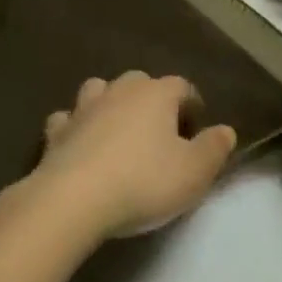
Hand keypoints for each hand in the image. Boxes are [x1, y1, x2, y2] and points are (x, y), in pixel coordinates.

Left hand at [32, 72, 236, 239]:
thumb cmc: (143, 181)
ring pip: (100, 90)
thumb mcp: (194, 173)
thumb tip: (225, 130)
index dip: (192, 106)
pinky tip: (78, 144)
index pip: (182, 86)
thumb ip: (214, 148)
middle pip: (140, 82)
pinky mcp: (56, 131)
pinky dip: (75, 127)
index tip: (196, 133)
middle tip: (159, 135)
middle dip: (151, 101)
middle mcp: (120, 90)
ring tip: (118, 132)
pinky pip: (68, 119)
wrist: (74, 198)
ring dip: (110, 105)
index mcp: (157, 94)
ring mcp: (84, 107)